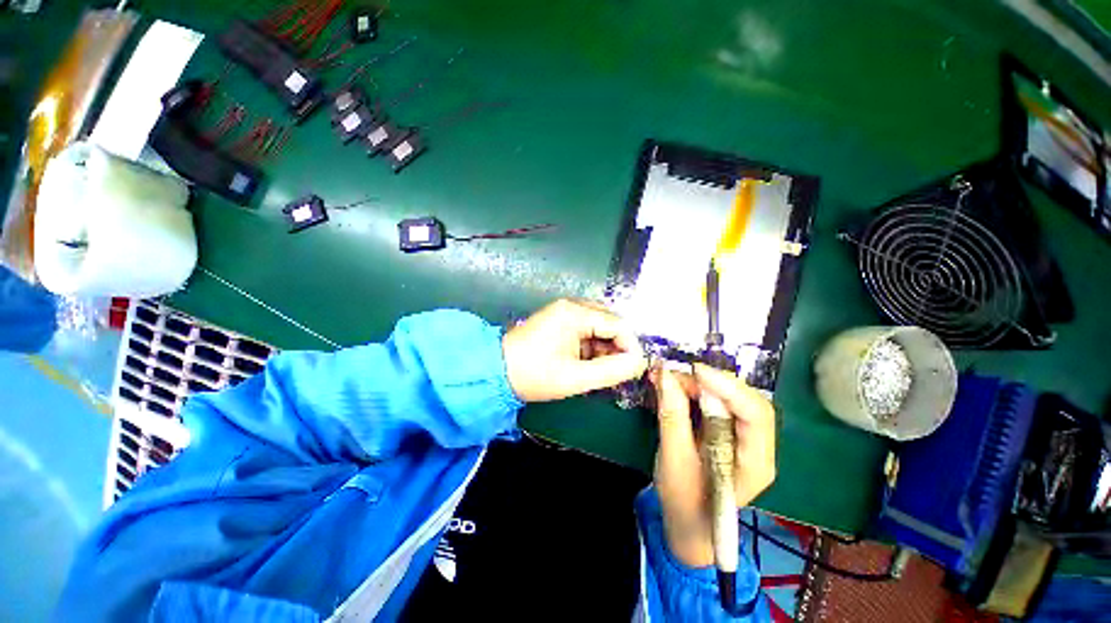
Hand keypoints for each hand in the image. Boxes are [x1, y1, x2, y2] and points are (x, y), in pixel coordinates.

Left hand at [502, 299, 647, 401]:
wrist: (497, 372)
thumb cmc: (535, 375)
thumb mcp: (575, 378)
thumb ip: (611, 371)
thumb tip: (638, 362)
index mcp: (575, 313)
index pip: (617, 324)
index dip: (630, 346)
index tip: (634, 370)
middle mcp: (572, 306)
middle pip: (610, 322)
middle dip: (618, 347)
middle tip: (619, 372)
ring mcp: (564, 312)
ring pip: (599, 327)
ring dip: (606, 348)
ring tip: (603, 371)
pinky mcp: (559, 321)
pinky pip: (586, 330)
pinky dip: (592, 347)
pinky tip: (589, 364)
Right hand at [651, 364, 776, 567]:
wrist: (688, 523)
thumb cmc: (684, 501)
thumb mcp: (674, 459)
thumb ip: (672, 416)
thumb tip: (666, 376)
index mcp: (755, 462)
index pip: (756, 415)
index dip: (728, 388)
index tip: (695, 371)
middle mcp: (756, 445)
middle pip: (744, 400)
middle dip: (708, 382)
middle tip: (674, 373)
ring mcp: (742, 437)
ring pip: (727, 397)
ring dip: (698, 383)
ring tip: (667, 376)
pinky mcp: (726, 431)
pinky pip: (714, 402)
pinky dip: (693, 389)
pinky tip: (673, 384)